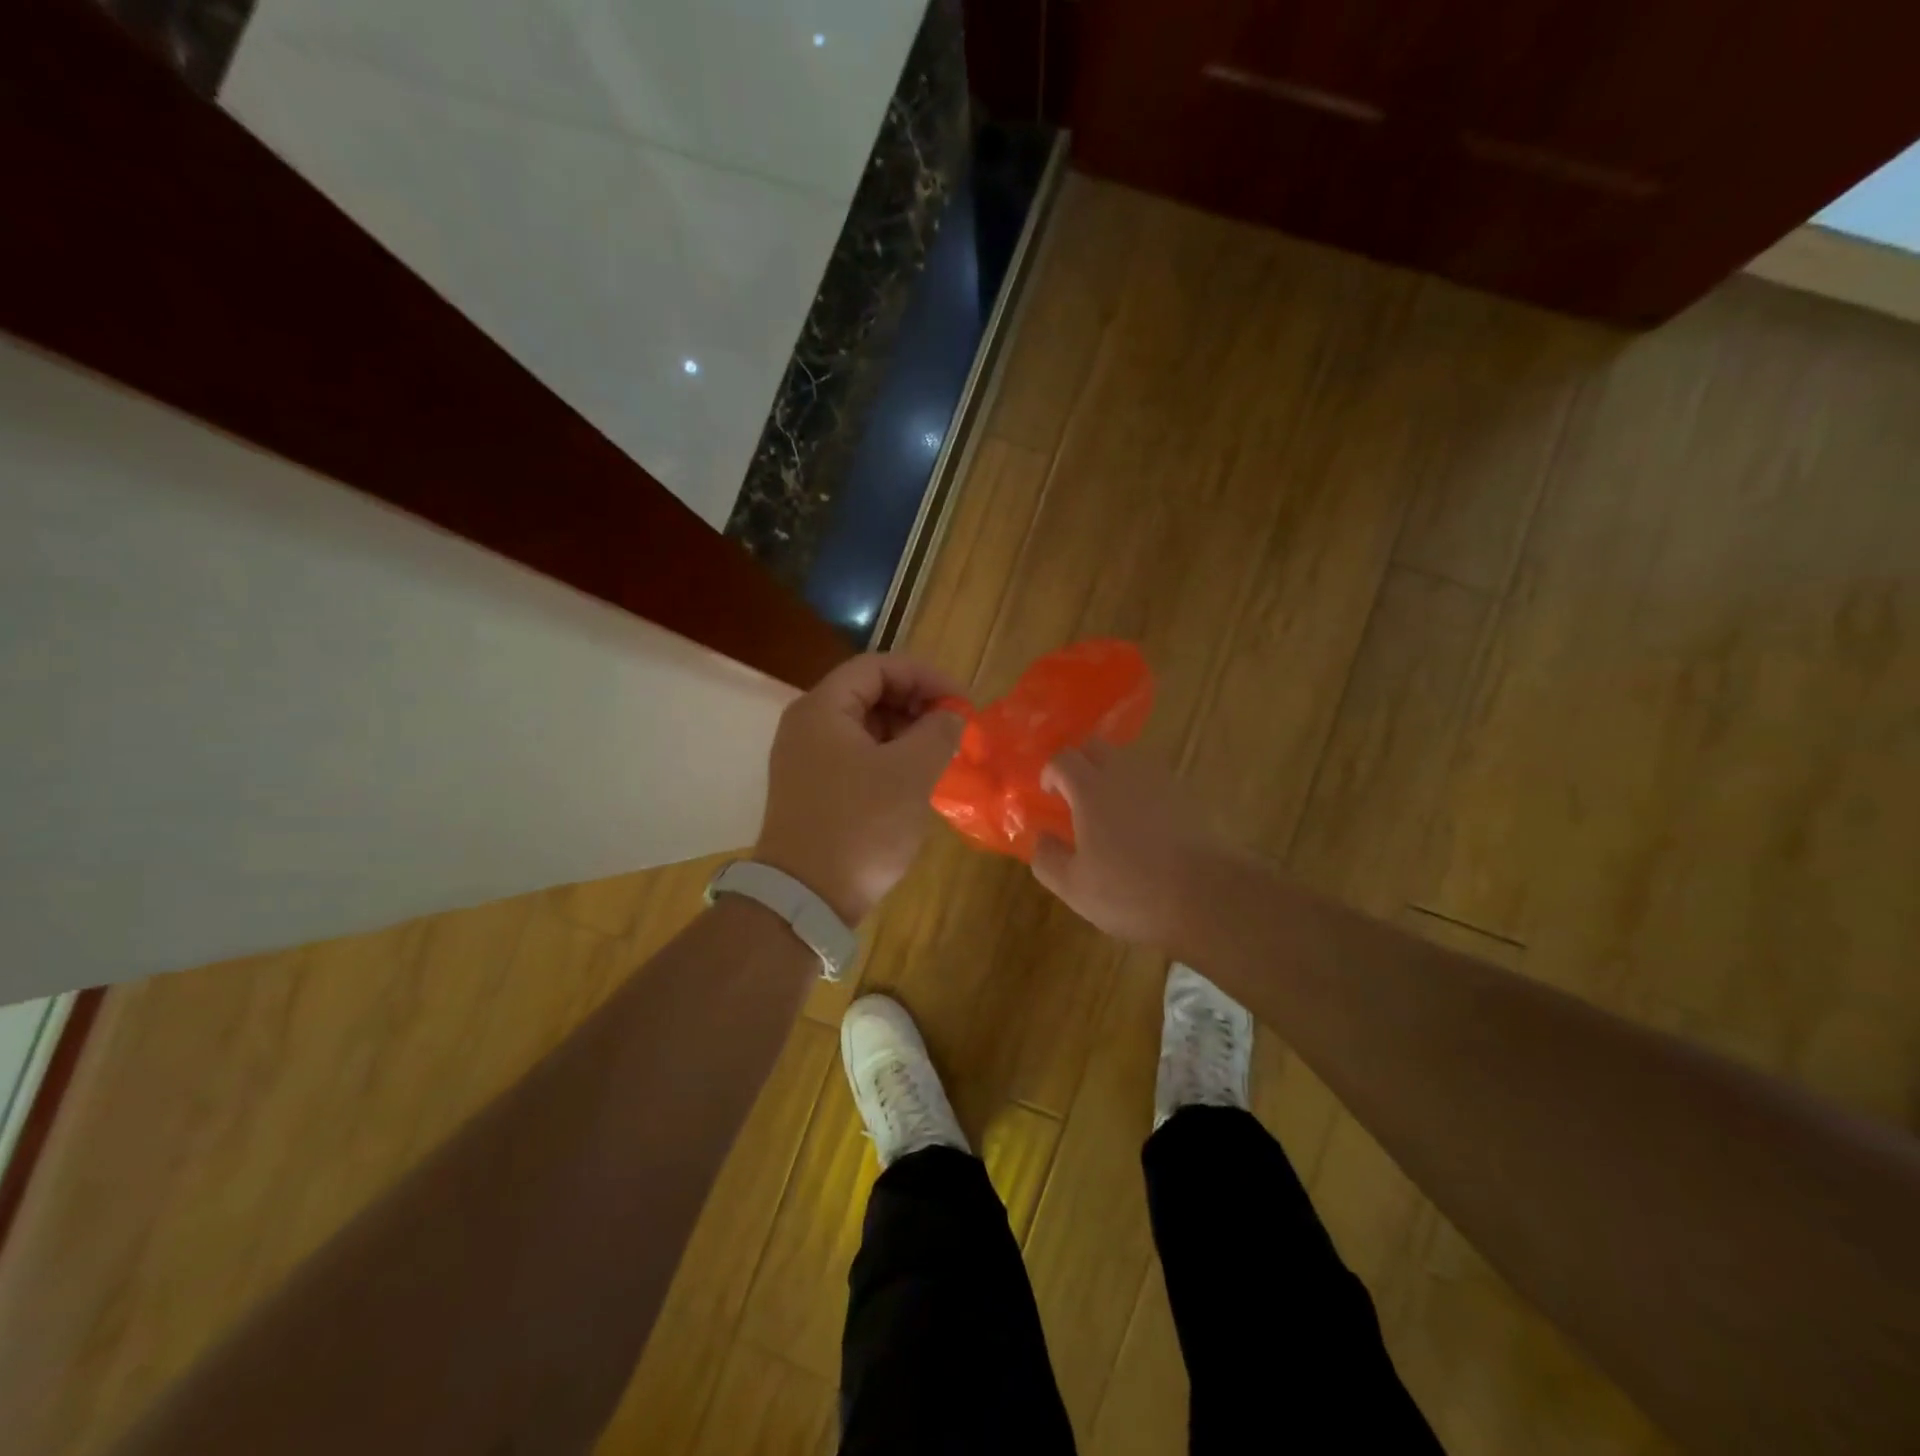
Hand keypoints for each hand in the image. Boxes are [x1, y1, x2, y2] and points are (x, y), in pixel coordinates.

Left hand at [754, 653, 966, 924]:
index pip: (878, 666)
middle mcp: (807, 725)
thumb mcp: (910, 774)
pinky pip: (856, 754)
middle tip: (955, 728)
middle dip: (917, 703)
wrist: (806, 898)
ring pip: (864, 726)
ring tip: (941, 753)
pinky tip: (915, 777)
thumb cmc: (860, 827)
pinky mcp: (813, 788)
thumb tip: (952, 716)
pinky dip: (889, 756)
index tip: (961, 702)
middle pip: (869, 692)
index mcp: (823, 708)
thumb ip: (938, 732)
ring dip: (906, 731)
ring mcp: (806, 758)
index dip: (926, 675)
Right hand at [1030, 743, 1235, 949]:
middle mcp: (1125, 773)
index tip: (1048, 795)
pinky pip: (1154, 781)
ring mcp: (1160, 782)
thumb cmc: (1130, 891)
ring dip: (1111, 775)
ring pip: (1128, 761)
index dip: (1050, 772)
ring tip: (1109, 811)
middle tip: (1074, 796)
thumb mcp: (1073, 886)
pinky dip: (1140, 792)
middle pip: (1096, 747)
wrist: (1207, 897)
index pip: (1063, 758)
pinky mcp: (1188, 797)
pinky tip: (1142, 825)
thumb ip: (1047, 858)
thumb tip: (1040, 837)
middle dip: (1080, 764)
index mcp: (1091, 788)